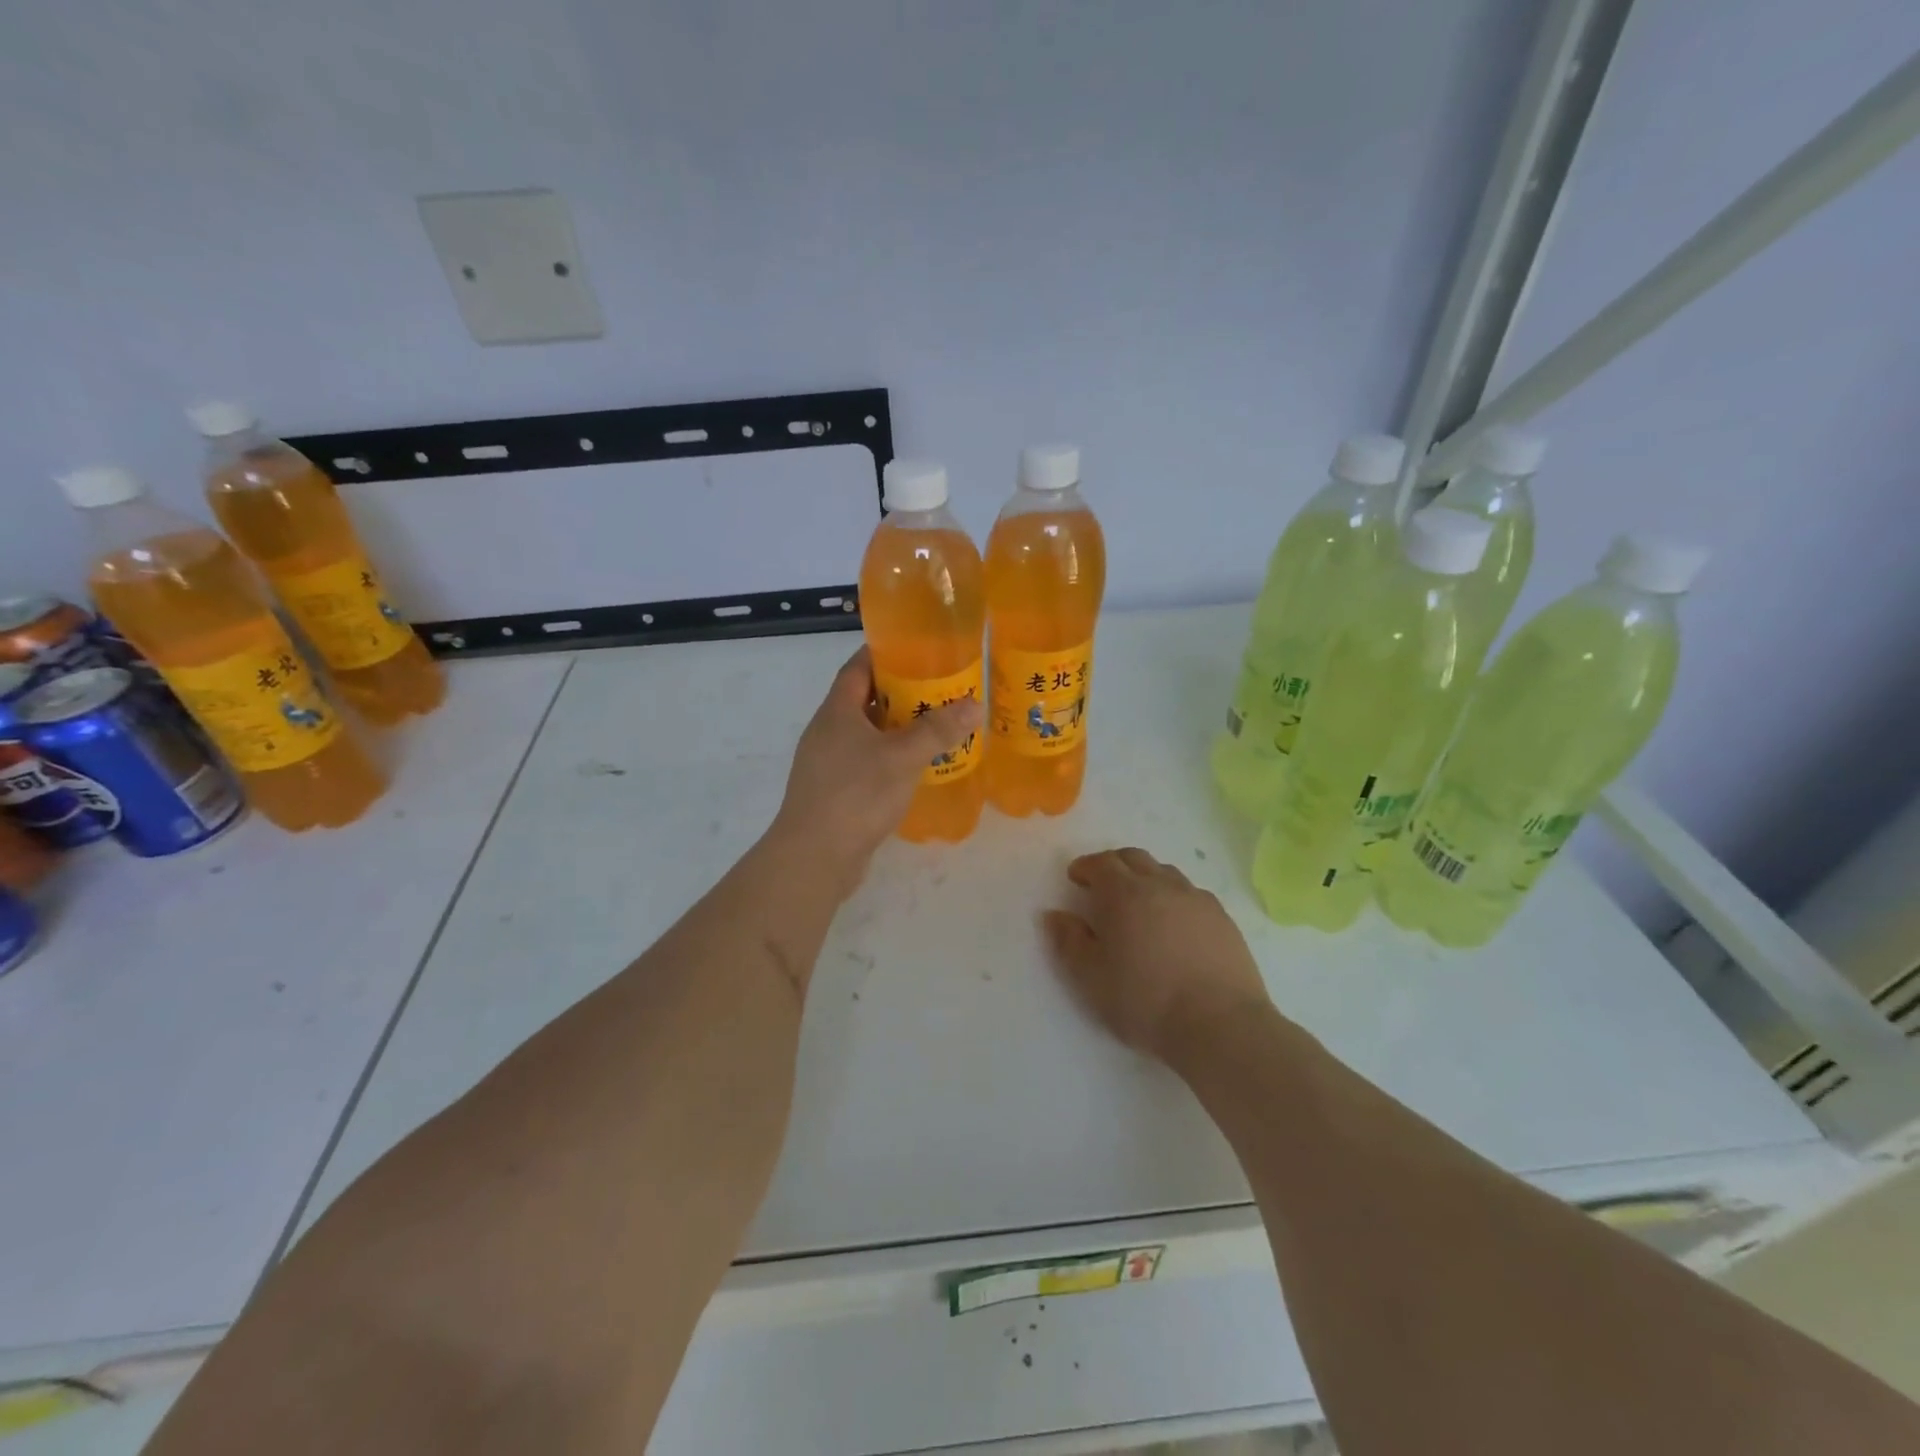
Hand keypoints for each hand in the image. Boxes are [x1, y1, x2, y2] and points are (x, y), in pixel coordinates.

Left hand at [770, 648, 981, 884]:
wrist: (815, 856)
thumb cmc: (856, 795)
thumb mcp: (902, 757)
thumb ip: (938, 730)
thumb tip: (974, 704)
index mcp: (837, 712)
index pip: (858, 668)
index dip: (884, 654)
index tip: (917, 649)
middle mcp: (827, 732)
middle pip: (865, 700)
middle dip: (901, 692)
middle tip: (940, 689)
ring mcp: (828, 764)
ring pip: (867, 734)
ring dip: (898, 728)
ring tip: (936, 726)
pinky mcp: (835, 792)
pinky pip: (866, 762)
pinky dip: (890, 758)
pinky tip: (916, 768)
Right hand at [1044, 848, 1271, 1064]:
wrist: (1220, 1024)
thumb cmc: (1146, 1001)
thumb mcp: (1091, 978)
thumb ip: (1070, 941)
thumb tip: (1055, 915)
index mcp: (1124, 894)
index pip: (1101, 863)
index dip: (1085, 867)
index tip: (1076, 879)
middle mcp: (1161, 885)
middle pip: (1134, 857)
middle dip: (1114, 865)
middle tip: (1103, 886)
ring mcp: (1196, 899)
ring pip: (1165, 872)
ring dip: (1146, 878)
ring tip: (1139, 904)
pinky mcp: (1223, 918)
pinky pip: (1192, 894)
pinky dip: (1174, 898)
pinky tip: (1175, 924)